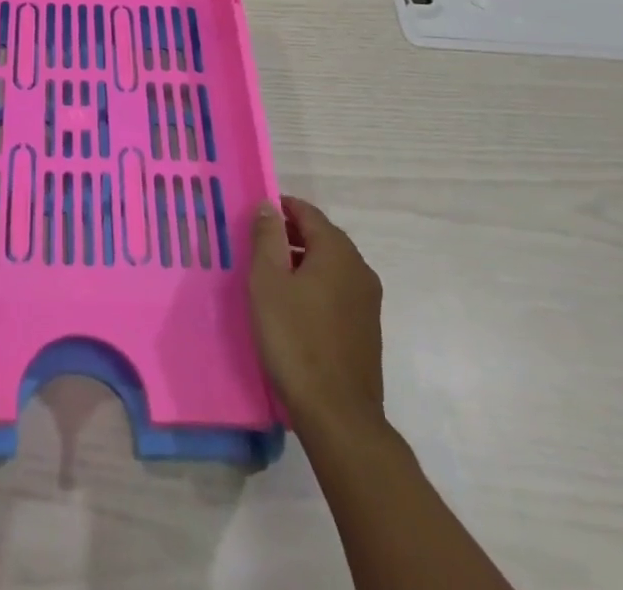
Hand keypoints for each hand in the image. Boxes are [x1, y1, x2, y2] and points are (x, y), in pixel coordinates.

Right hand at [248, 196, 385, 441]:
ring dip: (302, 262)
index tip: (254, 217)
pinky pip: (338, 290)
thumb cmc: (295, 339)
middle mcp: (359, 268)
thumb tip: (269, 205)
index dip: (280, 208)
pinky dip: (316, 286)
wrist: (338, 416)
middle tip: (257, 247)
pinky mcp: (368, 328)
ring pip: (330, 265)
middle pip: (321, 236)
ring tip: (271, 278)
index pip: (307, 212)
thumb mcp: (268, 281)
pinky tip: (294, 308)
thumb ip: (267, 237)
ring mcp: (368, 300)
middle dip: (290, 235)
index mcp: (337, 251)